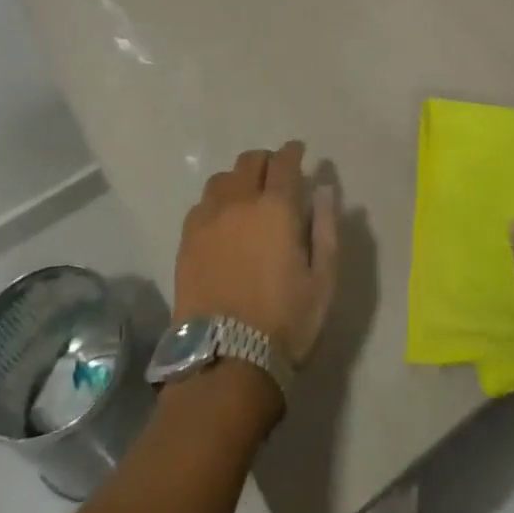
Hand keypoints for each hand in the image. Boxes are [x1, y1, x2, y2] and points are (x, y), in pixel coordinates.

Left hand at [172, 142, 339, 366]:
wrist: (226, 360)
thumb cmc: (285, 322)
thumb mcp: (323, 280)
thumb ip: (326, 228)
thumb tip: (324, 189)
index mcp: (276, 207)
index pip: (284, 161)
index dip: (293, 152)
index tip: (299, 152)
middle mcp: (239, 201)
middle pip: (249, 161)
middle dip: (266, 161)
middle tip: (275, 174)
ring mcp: (208, 218)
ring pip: (222, 179)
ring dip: (238, 179)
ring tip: (246, 196)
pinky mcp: (186, 239)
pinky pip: (201, 204)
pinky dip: (216, 202)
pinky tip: (222, 220)